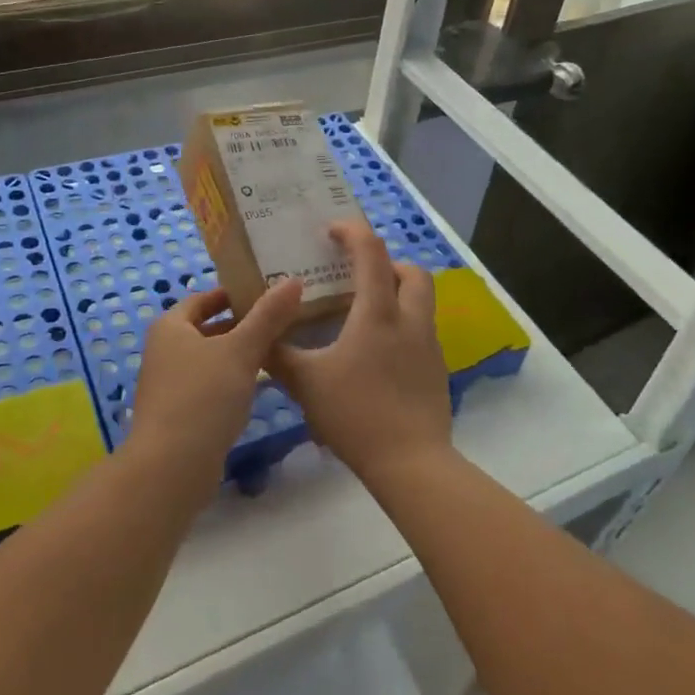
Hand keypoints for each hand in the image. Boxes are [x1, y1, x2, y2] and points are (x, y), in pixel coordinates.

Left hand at [127, 278, 303, 494]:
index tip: (267, 293)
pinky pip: (209, 386)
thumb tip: (294, 280)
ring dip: (239, 355)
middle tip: (281, 321)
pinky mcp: (179, 414)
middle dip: (241, 325)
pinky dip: (231, 381)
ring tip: (278, 350)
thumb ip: (268, 316)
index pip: (203, 298)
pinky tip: (259, 387)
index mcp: (170, 327)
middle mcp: (164, 351)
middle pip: (208, 329)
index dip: (233, 294)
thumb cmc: (203, 397)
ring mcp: (169, 385)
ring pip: (210, 359)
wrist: (171, 468)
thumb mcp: (241, 351)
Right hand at [270, 221, 452, 488]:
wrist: (411, 463)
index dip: (352, 232)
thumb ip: (278, 355)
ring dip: (396, 295)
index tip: (331, 231)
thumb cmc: (355, 414)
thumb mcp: (306, 383)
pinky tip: (376, 355)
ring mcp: (429, 346)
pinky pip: (421, 333)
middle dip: (387, 264)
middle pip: (412, 272)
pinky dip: (401, 327)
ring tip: (363, 314)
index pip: (371, 252)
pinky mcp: (437, 371)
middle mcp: (411, 320)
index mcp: (378, 313)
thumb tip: (257, 336)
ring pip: (421, 303)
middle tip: (357, 275)